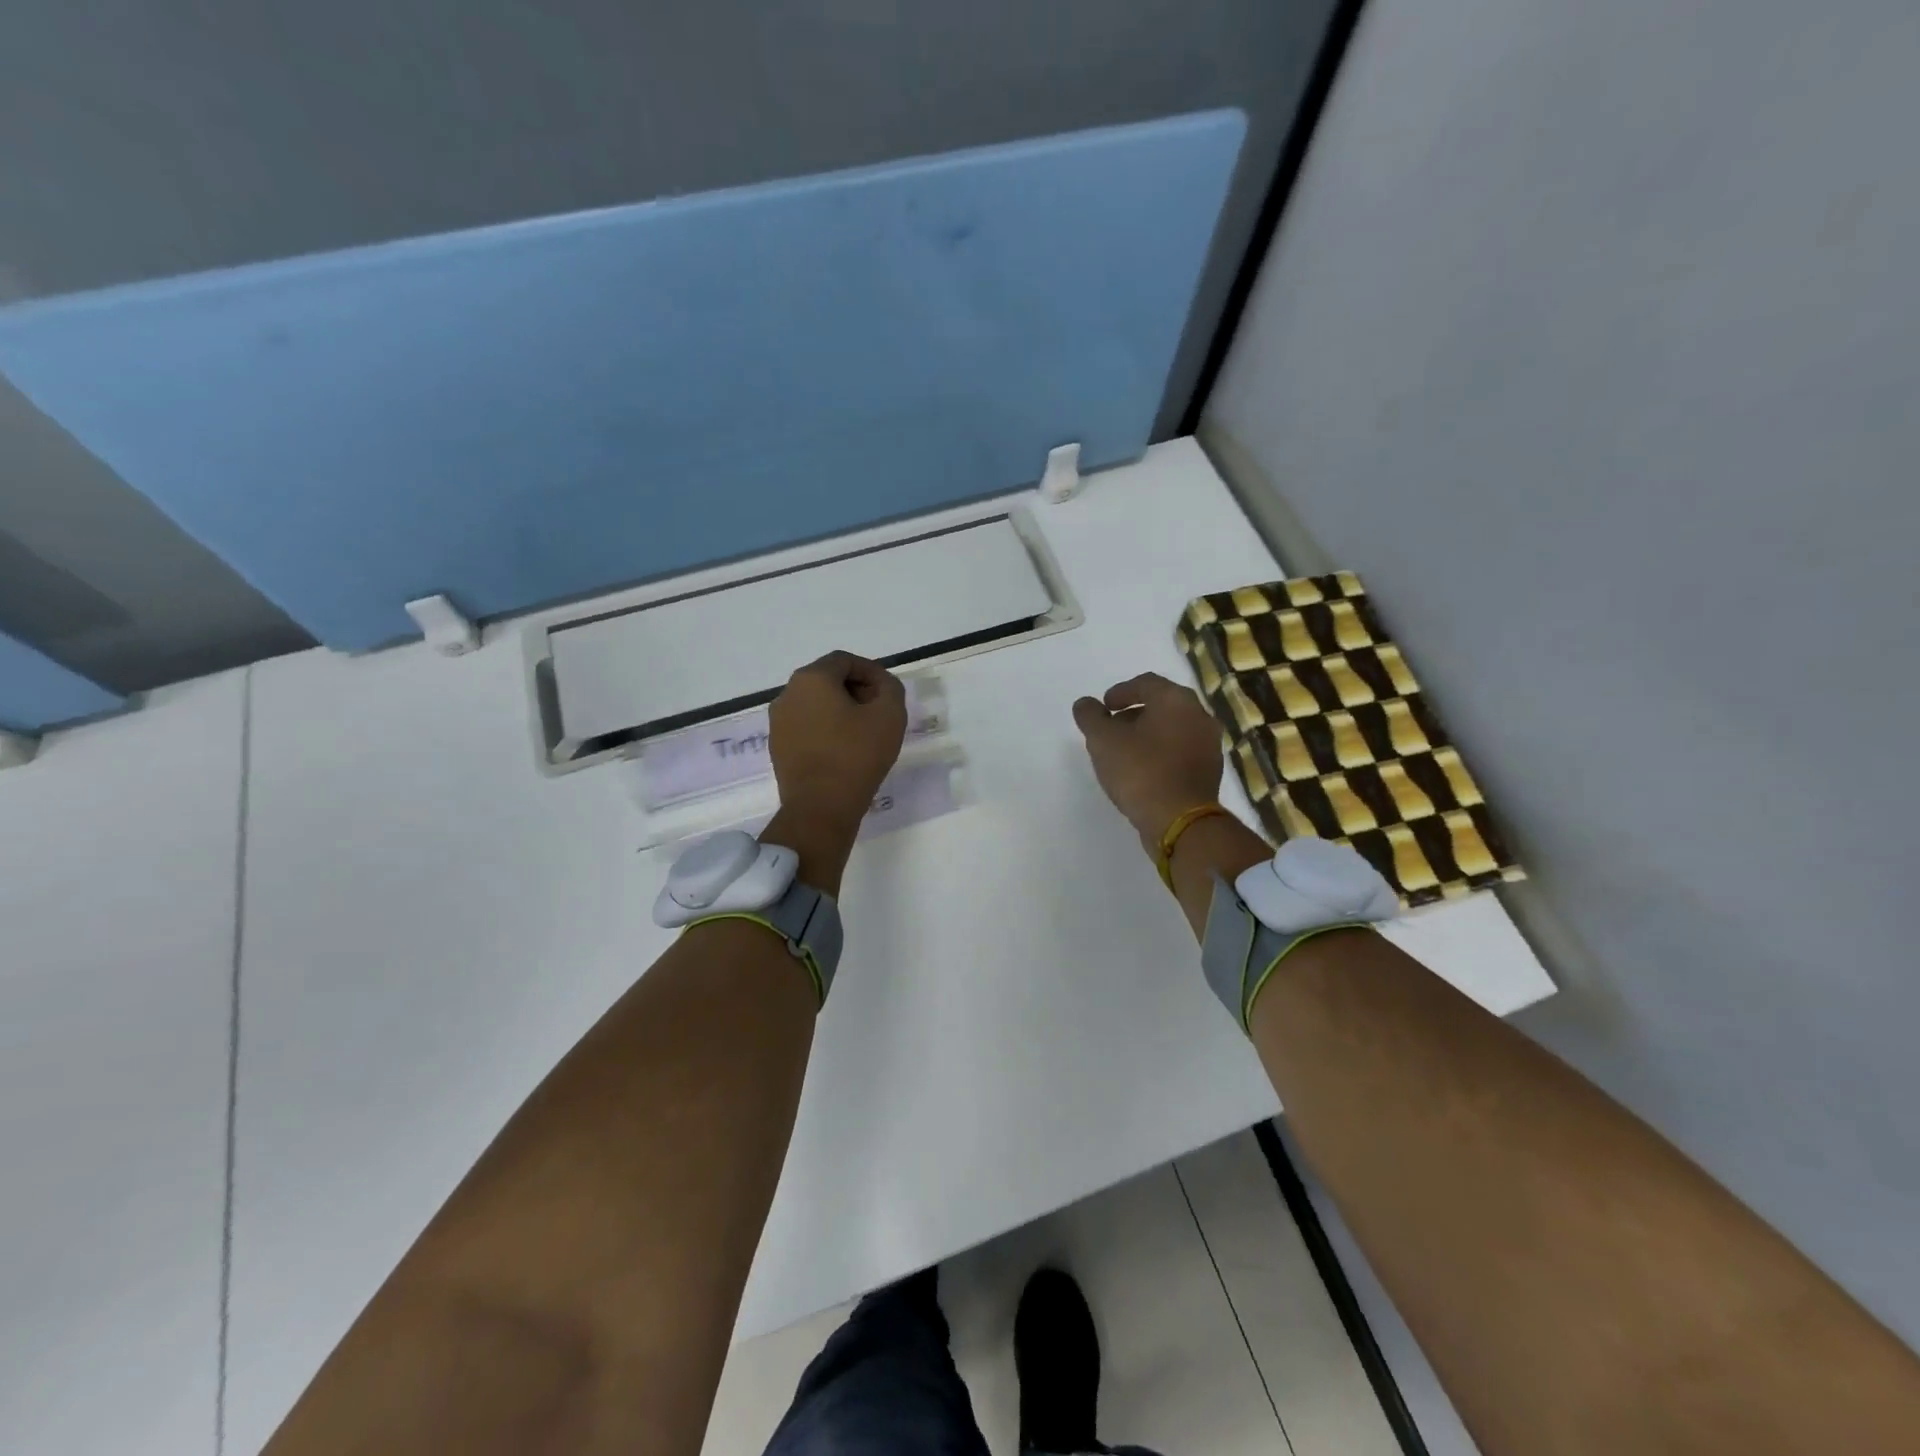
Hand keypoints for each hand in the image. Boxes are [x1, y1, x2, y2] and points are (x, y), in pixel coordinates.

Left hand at [770, 651, 908, 836]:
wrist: (820, 808)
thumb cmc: (857, 756)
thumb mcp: (890, 715)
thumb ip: (890, 688)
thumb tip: (880, 684)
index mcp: (811, 679)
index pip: (845, 661)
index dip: (871, 672)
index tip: (888, 693)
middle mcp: (787, 694)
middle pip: (827, 680)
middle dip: (855, 690)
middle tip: (878, 711)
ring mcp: (778, 722)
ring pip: (814, 704)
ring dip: (840, 710)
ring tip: (863, 733)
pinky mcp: (778, 747)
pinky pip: (805, 727)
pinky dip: (825, 729)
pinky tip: (843, 750)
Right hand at [1072, 672, 1224, 843]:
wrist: (1180, 821)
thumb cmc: (1140, 771)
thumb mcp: (1103, 740)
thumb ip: (1091, 716)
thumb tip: (1085, 704)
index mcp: (1176, 699)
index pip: (1146, 683)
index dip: (1120, 692)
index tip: (1104, 707)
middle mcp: (1198, 715)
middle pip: (1162, 705)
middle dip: (1134, 714)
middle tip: (1111, 728)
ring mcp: (1209, 743)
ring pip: (1173, 728)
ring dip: (1148, 734)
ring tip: (1124, 751)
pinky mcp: (1210, 770)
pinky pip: (1181, 750)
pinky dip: (1162, 752)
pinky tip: (1143, 770)